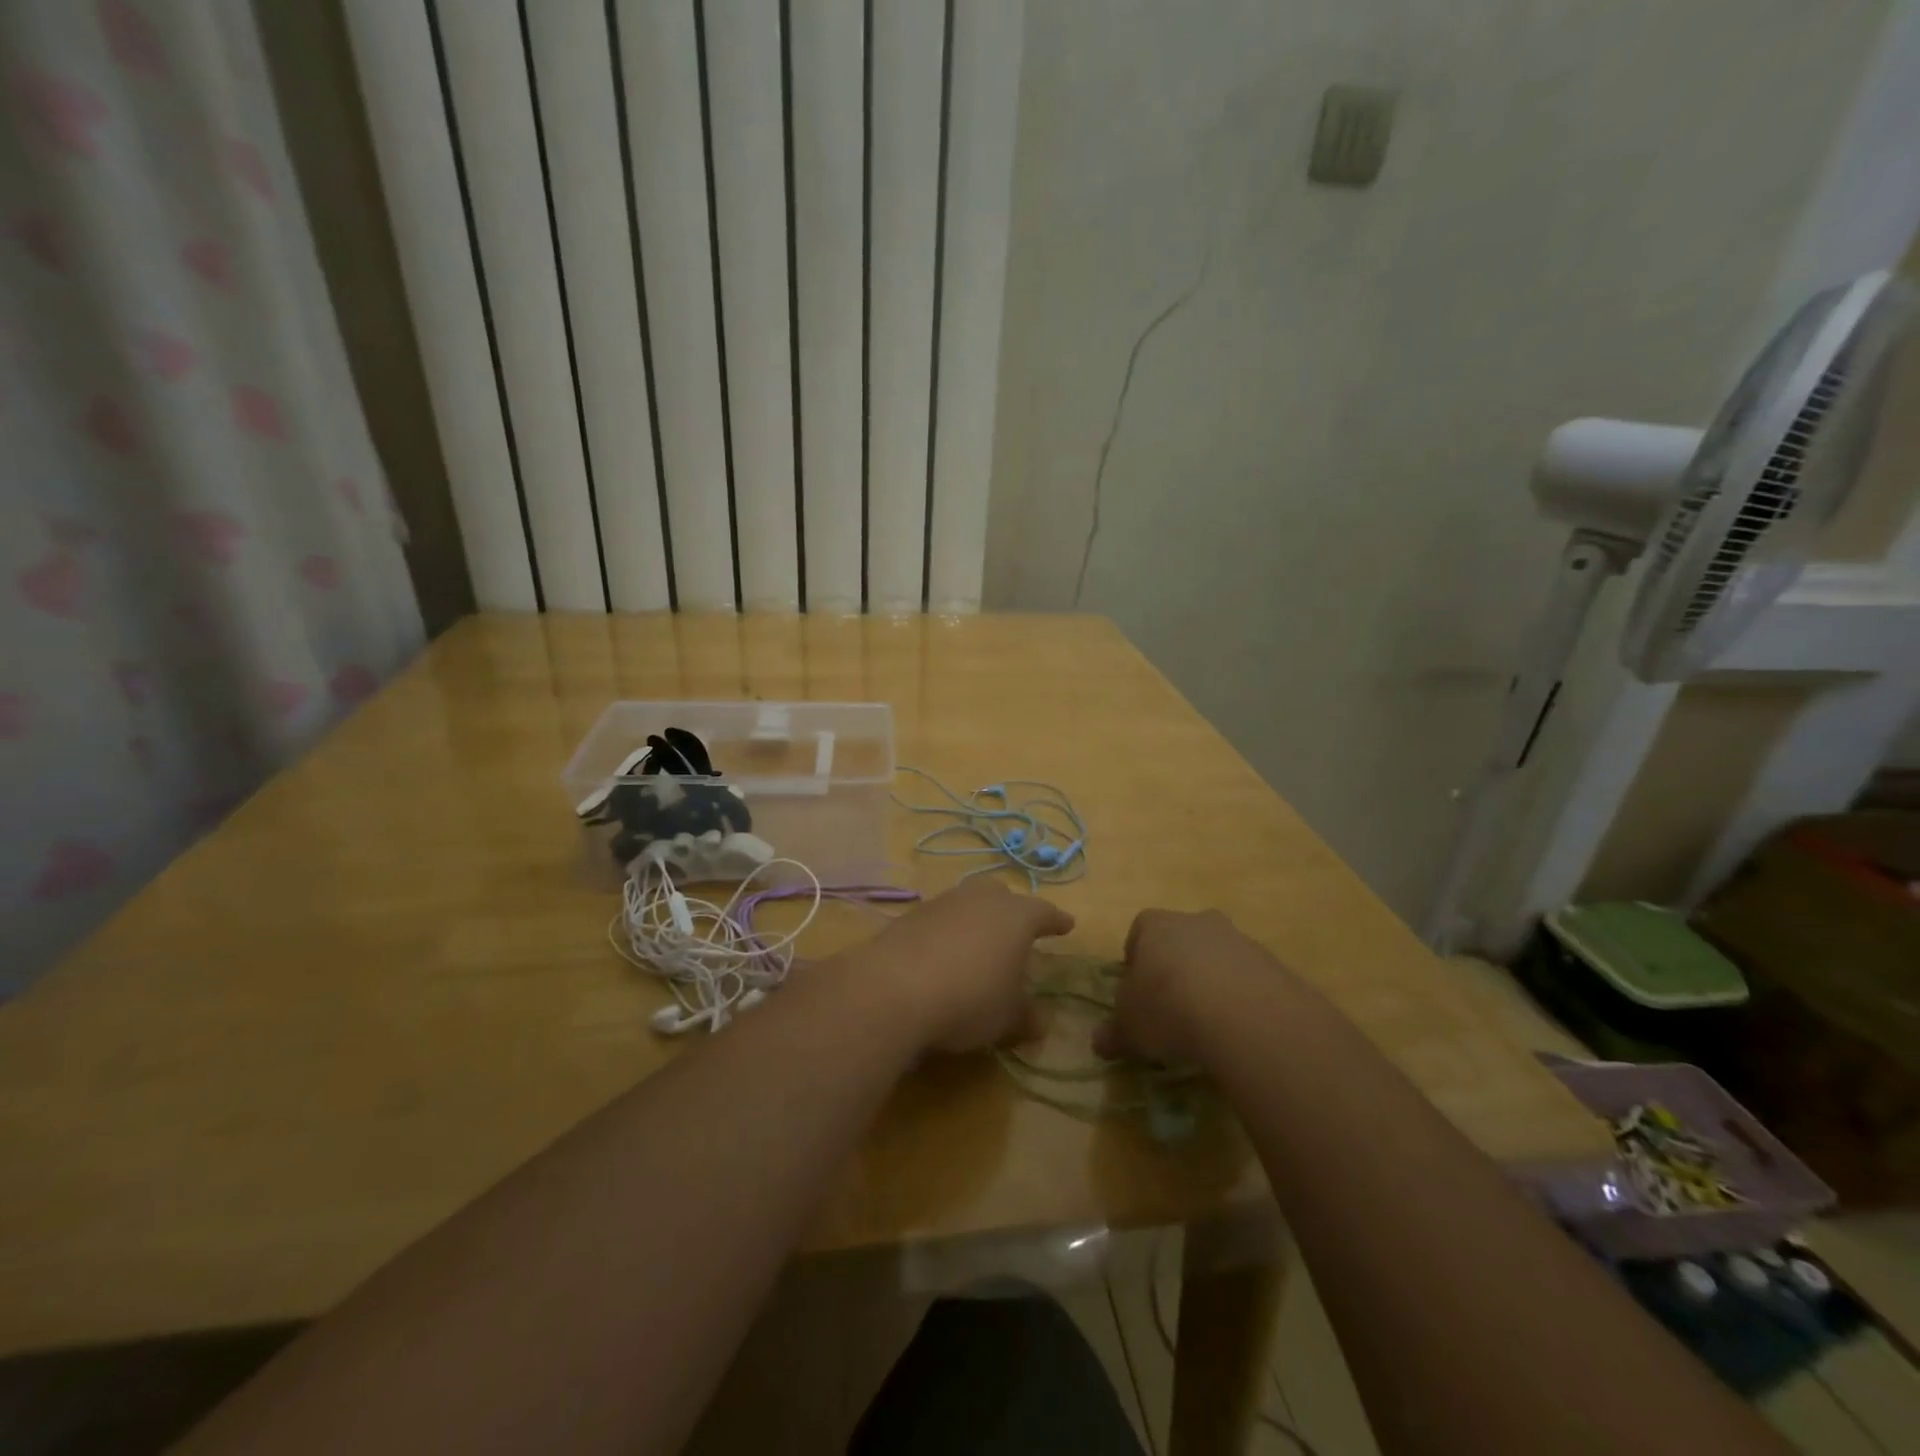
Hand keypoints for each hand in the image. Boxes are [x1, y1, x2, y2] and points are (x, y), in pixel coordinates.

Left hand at [852, 878, 1073, 1053]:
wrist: (895, 987)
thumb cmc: (969, 998)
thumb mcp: (1006, 1017)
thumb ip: (1025, 1016)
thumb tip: (1039, 1022)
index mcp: (1016, 916)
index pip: (1044, 913)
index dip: (1056, 921)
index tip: (1066, 926)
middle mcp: (981, 899)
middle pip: (1002, 895)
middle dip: (1011, 909)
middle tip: (1016, 930)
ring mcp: (943, 902)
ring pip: (968, 902)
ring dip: (976, 919)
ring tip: (978, 945)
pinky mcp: (911, 915)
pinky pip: (940, 918)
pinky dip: (947, 932)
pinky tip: (943, 955)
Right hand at [1095, 907, 1282, 1063]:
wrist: (1245, 1015)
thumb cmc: (1169, 1007)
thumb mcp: (1129, 1028)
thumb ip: (1113, 1033)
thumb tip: (1098, 1042)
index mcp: (1155, 925)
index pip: (1138, 934)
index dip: (1135, 965)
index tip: (1137, 996)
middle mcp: (1195, 921)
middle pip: (1180, 943)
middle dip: (1175, 971)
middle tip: (1172, 1011)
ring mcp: (1237, 939)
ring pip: (1216, 959)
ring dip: (1211, 985)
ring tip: (1208, 1028)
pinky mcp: (1272, 963)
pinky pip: (1248, 980)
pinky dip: (1241, 1001)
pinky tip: (1239, 1032)